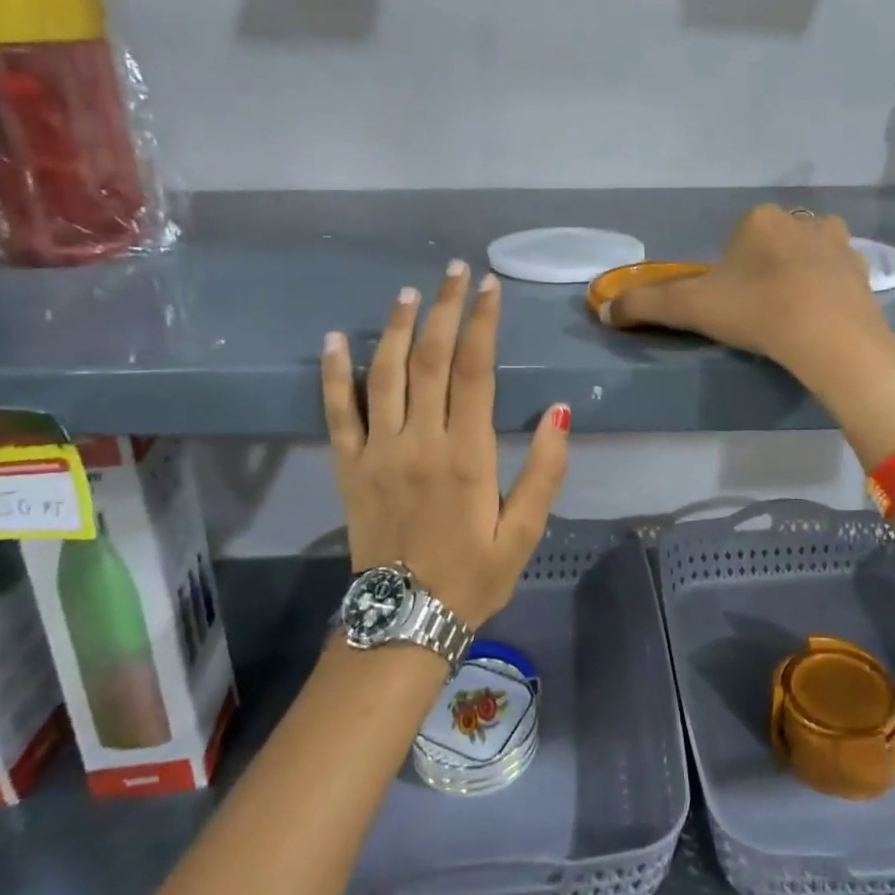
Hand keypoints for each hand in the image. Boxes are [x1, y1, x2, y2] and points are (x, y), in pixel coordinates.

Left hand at [322, 262, 569, 629]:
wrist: (403, 622)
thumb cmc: (473, 576)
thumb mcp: (525, 532)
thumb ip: (545, 471)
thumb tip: (560, 412)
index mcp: (466, 454)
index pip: (475, 370)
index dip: (482, 323)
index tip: (490, 287)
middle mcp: (419, 441)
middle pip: (431, 359)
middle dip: (445, 310)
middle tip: (455, 271)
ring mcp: (378, 451)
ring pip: (385, 374)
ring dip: (398, 328)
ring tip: (410, 292)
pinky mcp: (349, 466)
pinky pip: (337, 412)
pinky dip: (334, 373)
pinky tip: (336, 339)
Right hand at [606, 205, 894, 395]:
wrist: (832, 339)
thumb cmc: (757, 312)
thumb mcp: (691, 308)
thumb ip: (645, 305)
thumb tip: (603, 310)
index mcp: (760, 219)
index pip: (736, 240)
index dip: (729, 274)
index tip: (731, 306)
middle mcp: (802, 220)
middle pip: (771, 246)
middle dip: (763, 272)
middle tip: (759, 314)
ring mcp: (840, 244)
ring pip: (806, 257)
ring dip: (797, 278)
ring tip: (790, 318)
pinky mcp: (865, 272)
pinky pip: (837, 278)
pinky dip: (827, 293)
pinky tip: (819, 321)